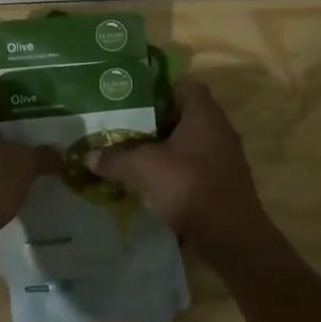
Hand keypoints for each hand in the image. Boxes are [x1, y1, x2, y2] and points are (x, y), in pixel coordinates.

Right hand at [85, 79, 277, 255]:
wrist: (233, 237)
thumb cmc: (189, 186)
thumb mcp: (144, 169)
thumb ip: (115, 159)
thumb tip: (87, 156)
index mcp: (203, 113)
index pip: (183, 84)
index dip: (157, 89)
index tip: (132, 100)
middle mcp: (218, 128)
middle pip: (183, 114)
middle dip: (154, 121)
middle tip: (125, 127)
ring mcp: (224, 156)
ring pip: (188, 141)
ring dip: (163, 147)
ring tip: (133, 154)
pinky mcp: (223, 180)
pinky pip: (195, 164)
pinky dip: (175, 168)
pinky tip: (153, 181)